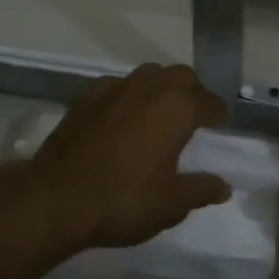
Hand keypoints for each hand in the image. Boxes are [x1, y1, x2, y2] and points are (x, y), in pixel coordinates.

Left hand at [25, 64, 231, 251]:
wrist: (55, 199)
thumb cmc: (123, 200)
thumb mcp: (171, 204)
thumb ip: (201, 190)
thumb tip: (223, 185)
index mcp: (177, 108)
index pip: (209, 101)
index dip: (218, 114)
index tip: (220, 126)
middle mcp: (149, 88)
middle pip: (180, 76)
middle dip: (192, 92)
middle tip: (193, 118)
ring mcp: (114, 88)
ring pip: (148, 75)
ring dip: (160, 89)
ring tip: (160, 115)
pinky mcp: (85, 98)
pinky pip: (118, 87)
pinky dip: (129, 96)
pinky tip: (123, 119)